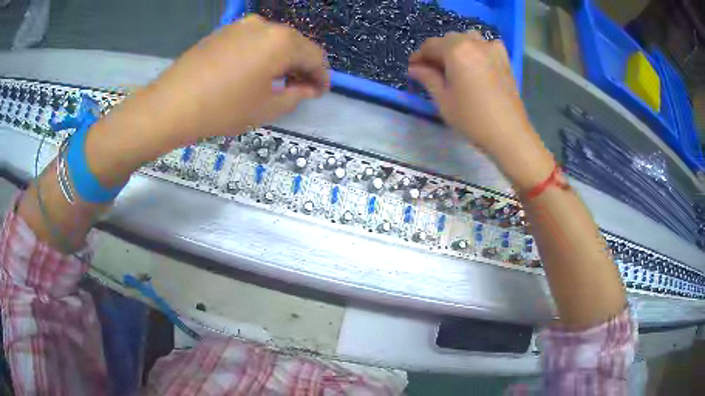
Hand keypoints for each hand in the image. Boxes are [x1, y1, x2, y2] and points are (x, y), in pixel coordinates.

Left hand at [86, 15, 329, 185]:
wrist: (171, 105)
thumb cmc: (223, 109)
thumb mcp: (267, 108)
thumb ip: (296, 95)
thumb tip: (308, 87)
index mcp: (282, 42)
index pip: (315, 56)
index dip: (322, 76)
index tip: (320, 92)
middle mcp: (264, 25)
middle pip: (294, 44)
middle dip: (302, 67)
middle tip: (301, 89)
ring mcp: (241, 25)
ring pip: (273, 41)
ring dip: (281, 60)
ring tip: (277, 82)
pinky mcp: (223, 32)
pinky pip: (252, 40)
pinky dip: (261, 54)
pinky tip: (254, 72)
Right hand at [408, 32, 553, 189]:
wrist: (508, 133)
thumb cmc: (472, 118)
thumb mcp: (443, 99)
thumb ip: (427, 78)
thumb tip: (414, 68)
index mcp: (456, 50)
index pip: (430, 45)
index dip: (419, 55)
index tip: (413, 67)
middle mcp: (474, 43)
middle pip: (449, 39)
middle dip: (438, 51)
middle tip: (431, 70)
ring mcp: (492, 49)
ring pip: (468, 38)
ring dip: (457, 47)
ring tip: (454, 64)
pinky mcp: (505, 60)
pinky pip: (487, 45)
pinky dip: (478, 49)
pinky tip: (476, 62)